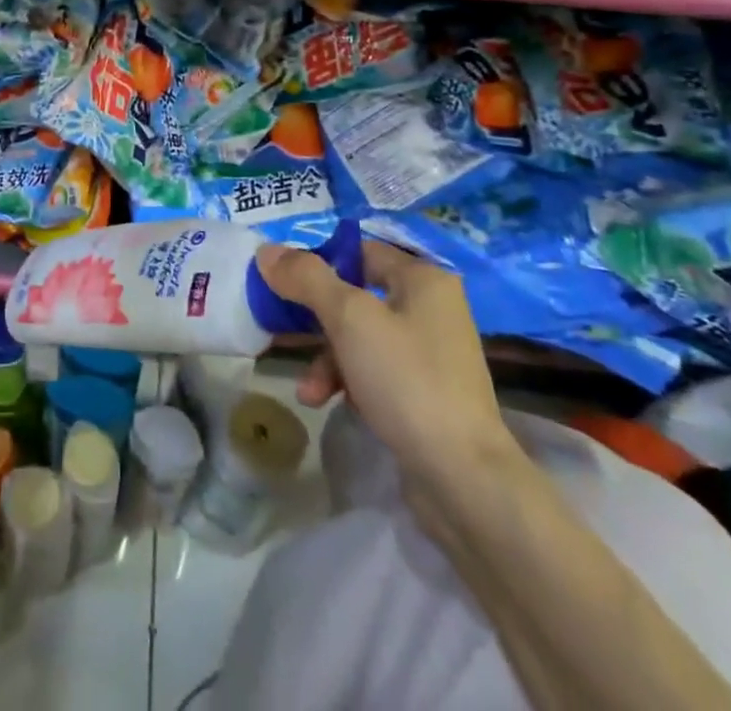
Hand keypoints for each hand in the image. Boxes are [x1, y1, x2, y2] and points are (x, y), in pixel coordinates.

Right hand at [256, 239, 524, 506]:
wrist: (463, 479)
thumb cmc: (406, 380)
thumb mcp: (349, 319)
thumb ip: (306, 278)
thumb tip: (267, 250)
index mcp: (424, 280)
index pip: (360, 251)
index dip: (319, 263)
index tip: (283, 283)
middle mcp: (432, 309)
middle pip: (356, 296)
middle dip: (317, 321)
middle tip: (283, 330)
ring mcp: (431, 354)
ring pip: (361, 338)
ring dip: (328, 359)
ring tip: (309, 390)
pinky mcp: (426, 394)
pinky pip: (375, 371)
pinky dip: (349, 382)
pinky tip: (332, 403)